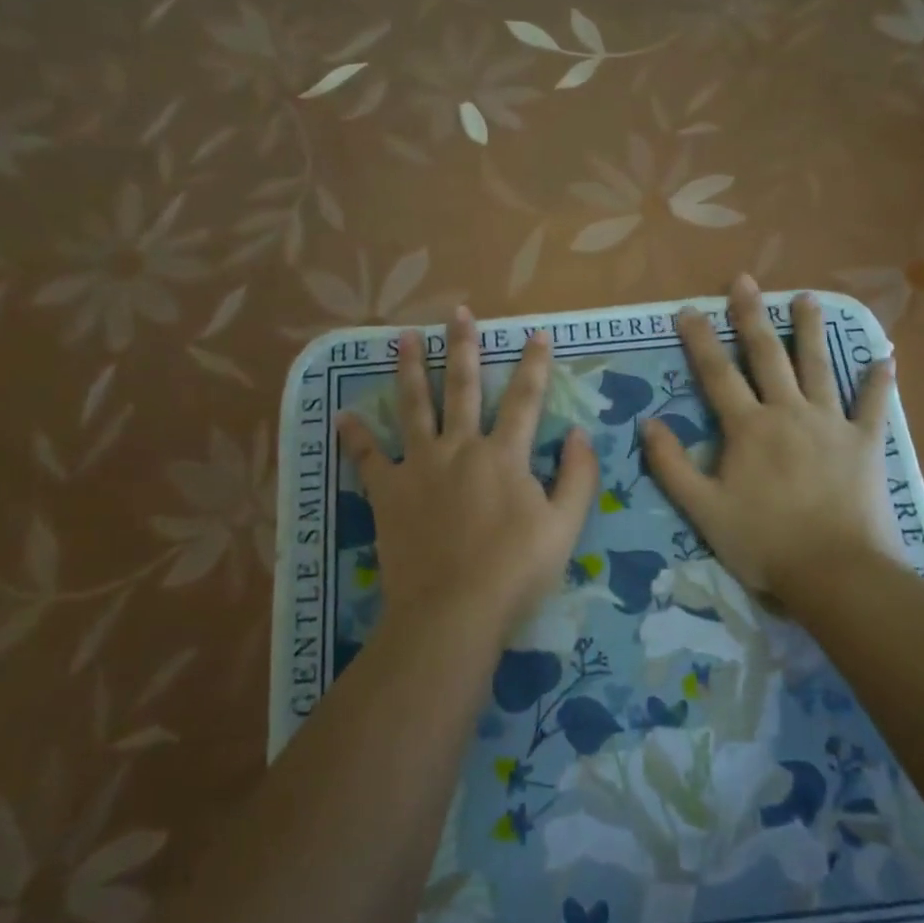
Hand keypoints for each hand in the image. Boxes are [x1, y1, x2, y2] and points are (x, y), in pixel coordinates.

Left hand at [339, 308, 599, 639]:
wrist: (454, 609)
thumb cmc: (516, 571)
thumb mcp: (565, 527)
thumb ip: (578, 477)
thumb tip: (580, 434)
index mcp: (504, 455)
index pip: (525, 399)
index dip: (534, 365)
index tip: (536, 334)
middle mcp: (460, 448)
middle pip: (462, 387)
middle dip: (463, 347)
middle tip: (457, 312)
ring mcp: (419, 466)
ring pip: (413, 407)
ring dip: (409, 370)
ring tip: (402, 338)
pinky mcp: (387, 492)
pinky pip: (367, 458)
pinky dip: (355, 436)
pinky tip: (343, 414)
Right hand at [641, 277, 902, 595]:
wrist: (834, 571)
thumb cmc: (762, 542)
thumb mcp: (702, 509)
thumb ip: (672, 465)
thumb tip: (648, 423)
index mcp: (748, 428)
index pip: (717, 373)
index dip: (700, 340)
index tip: (687, 309)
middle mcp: (788, 413)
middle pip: (767, 356)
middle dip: (752, 316)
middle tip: (745, 281)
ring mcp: (831, 425)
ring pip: (818, 367)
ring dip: (810, 330)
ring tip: (807, 298)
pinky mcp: (866, 444)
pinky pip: (873, 406)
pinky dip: (878, 382)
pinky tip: (884, 358)